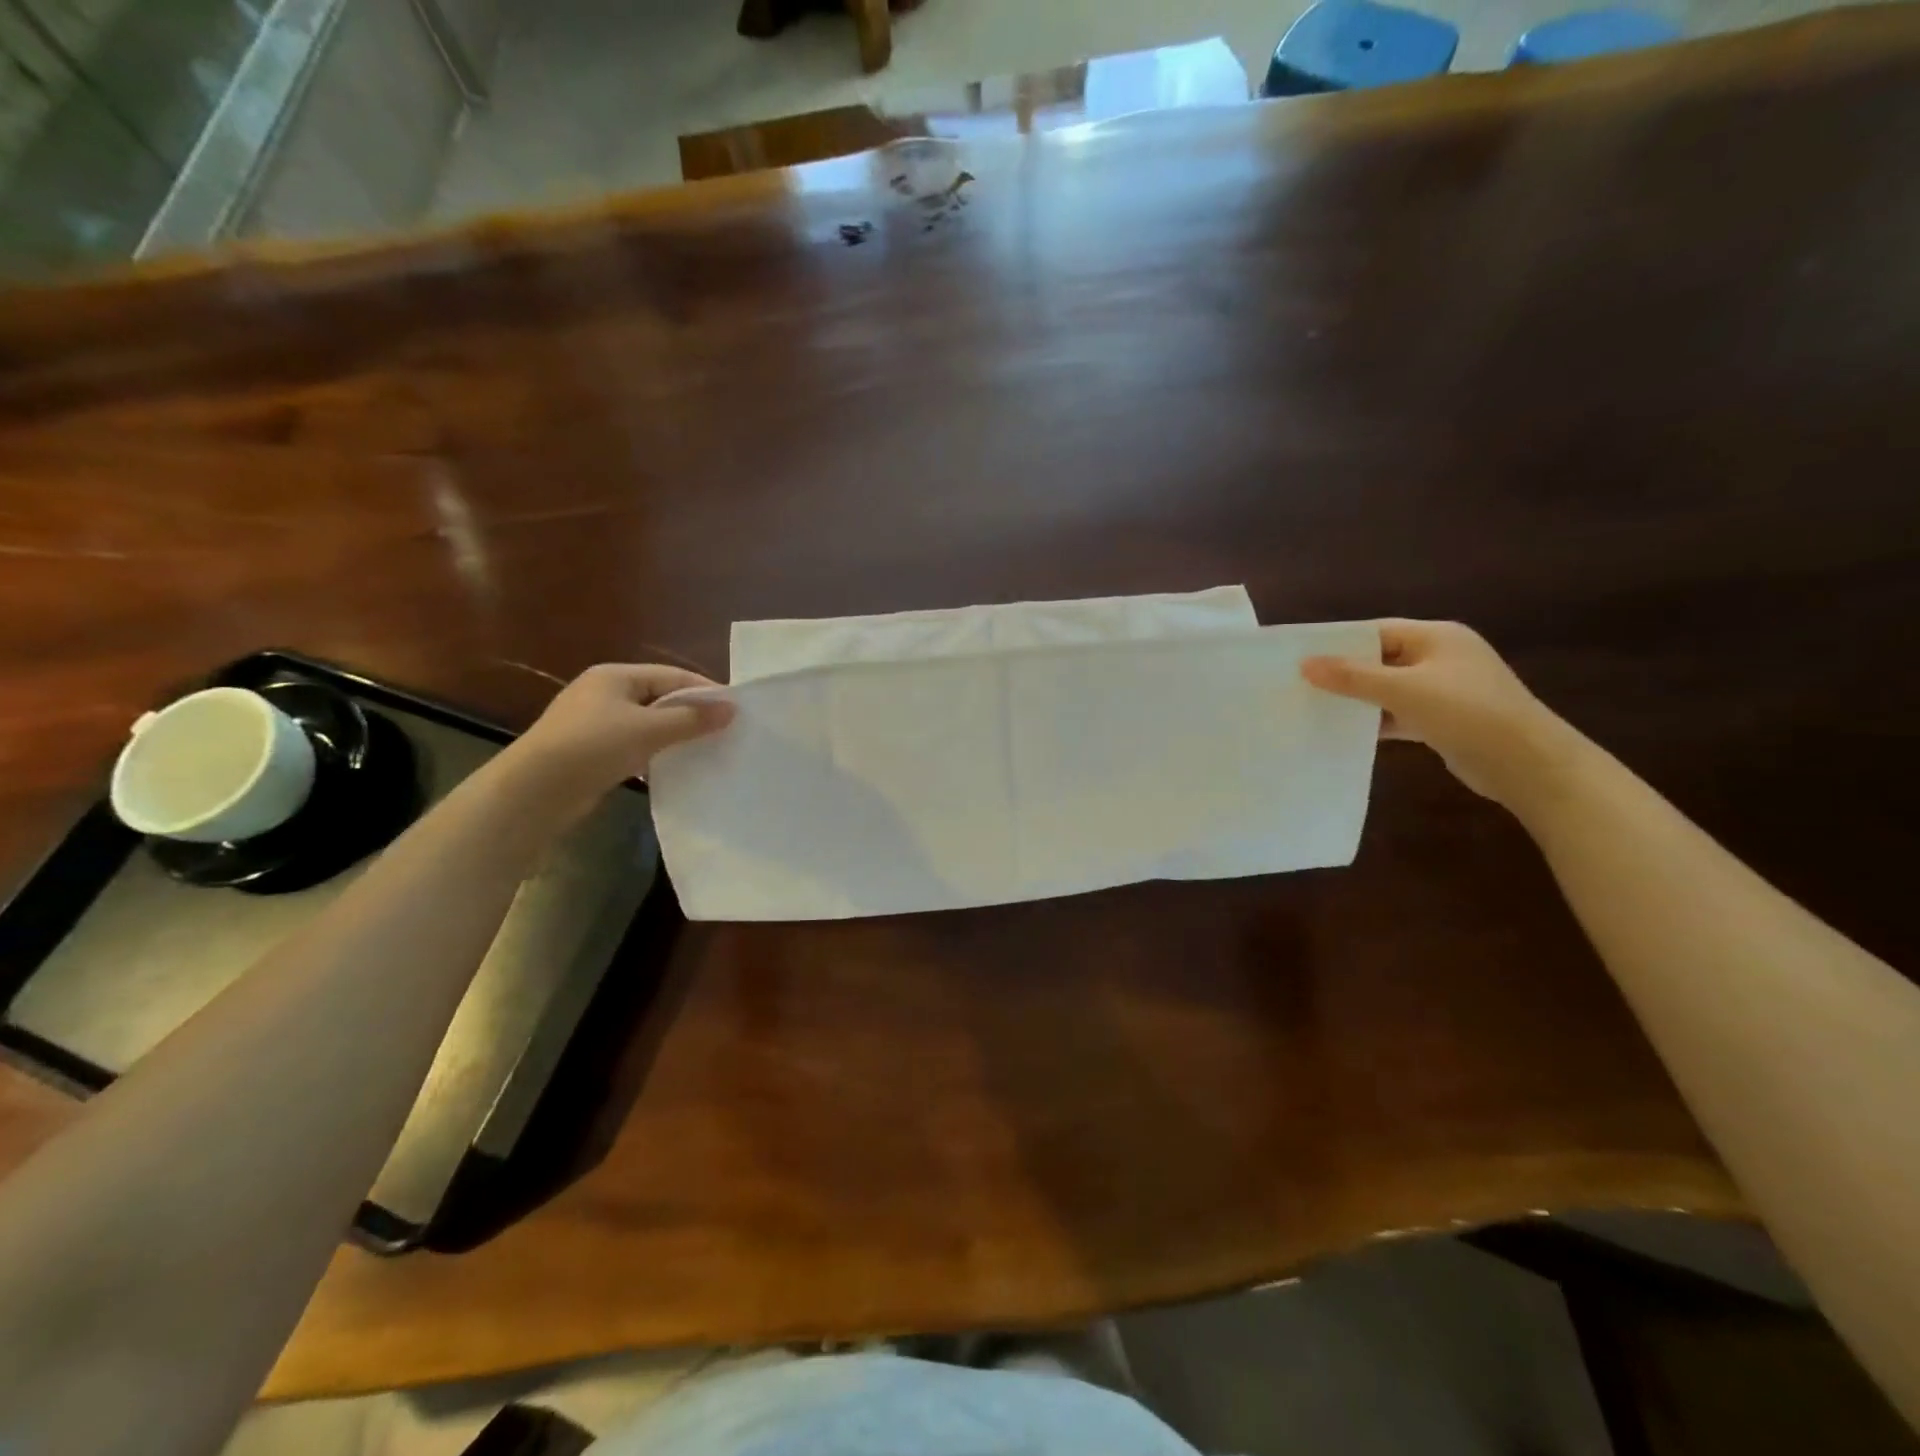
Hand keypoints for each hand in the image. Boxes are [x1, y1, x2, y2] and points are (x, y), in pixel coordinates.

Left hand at [504, 664, 733, 819]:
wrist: (534, 792)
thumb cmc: (593, 747)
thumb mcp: (648, 729)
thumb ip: (691, 719)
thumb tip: (732, 709)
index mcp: (614, 676)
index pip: (671, 676)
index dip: (705, 690)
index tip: (735, 709)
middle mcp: (603, 693)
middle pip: (659, 698)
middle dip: (691, 714)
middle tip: (725, 731)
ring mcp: (594, 723)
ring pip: (647, 724)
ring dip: (674, 736)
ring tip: (707, 749)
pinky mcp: (591, 752)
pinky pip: (634, 746)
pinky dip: (655, 753)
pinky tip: (674, 767)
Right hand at [1301, 620, 1581, 811]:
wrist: (1527, 764)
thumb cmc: (1466, 713)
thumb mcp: (1404, 690)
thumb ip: (1353, 677)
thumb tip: (1305, 664)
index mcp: (1437, 637)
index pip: (1376, 631)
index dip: (1338, 643)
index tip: (1300, 657)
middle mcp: (1441, 658)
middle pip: (1380, 659)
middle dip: (1344, 673)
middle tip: (1300, 685)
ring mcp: (1444, 690)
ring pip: (1388, 689)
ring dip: (1358, 699)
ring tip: (1314, 708)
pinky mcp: (1443, 720)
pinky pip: (1399, 713)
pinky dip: (1376, 721)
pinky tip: (1347, 733)